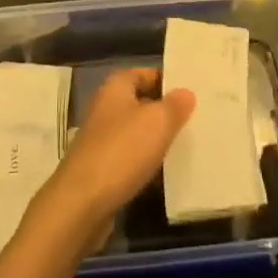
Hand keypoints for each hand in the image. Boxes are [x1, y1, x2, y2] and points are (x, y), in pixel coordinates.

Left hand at [34, 68, 193, 241]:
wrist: (81, 204)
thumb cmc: (121, 152)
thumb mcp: (157, 122)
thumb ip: (175, 105)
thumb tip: (186, 93)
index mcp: (115, 88)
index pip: (145, 73)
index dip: (168, 80)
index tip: (193, 92)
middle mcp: (105, 109)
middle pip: (141, 103)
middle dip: (165, 112)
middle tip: (196, 121)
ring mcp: (101, 140)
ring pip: (137, 134)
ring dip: (157, 141)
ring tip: (187, 148)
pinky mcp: (101, 169)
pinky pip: (130, 160)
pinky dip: (147, 165)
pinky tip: (166, 177)